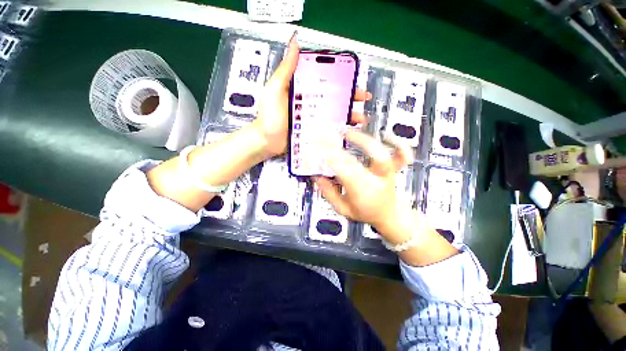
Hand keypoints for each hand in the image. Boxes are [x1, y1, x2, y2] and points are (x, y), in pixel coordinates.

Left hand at [252, 32, 370, 157]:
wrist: (267, 142)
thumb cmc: (269, 117)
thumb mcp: (275, 91)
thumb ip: (285, 71)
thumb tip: (294, 44)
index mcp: (302, 91)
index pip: (325, 81)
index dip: (340, 80)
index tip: (353, 80)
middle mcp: (309, 103)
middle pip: (332, 98)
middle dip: (349, 98)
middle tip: (361, 98)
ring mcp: (312, 119)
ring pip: (333, 114)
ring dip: (348, 114)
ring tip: (360, 118)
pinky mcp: (313, 132)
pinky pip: (328, 129)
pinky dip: (339, 129)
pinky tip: (348, 130)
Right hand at [314, 131, 458, 264]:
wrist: (390, 215)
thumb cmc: (366, 212)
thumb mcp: (343, 209)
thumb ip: (329, 193)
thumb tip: (317, 175)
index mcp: (362, 192)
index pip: (343, 172)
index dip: (330, 159)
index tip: (318, 150)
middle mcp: (376, 181)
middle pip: (355, 163)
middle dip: (341, 149)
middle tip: (327, 139)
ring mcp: (387, 173)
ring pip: (380, 155)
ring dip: (363, 140)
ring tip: (348, 131)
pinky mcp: (394, 167)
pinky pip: (402, 154)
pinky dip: (397, 143)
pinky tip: (385, 135)